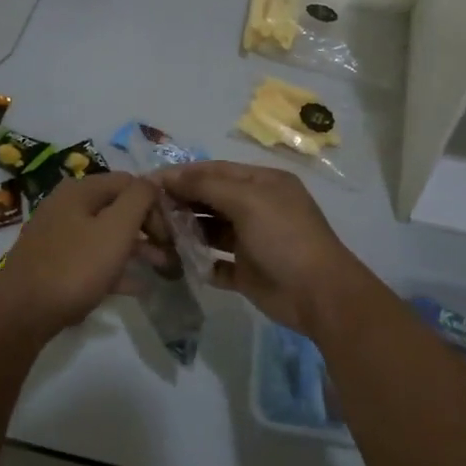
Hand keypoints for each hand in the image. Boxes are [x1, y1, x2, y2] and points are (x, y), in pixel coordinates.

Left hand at [0, 172, 159, 338]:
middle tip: (171, 252)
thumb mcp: (116, 228)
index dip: (155, 204)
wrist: (20, 314)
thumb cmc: (75, 267)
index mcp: (81, 190)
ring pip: (107, 235)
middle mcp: (67, 206)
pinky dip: (116, 268)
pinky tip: (138, 287)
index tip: (172, 232)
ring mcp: (58, 235)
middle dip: (148, 228)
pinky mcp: (54, 263)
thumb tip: (153, 180)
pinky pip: (93, 258)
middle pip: (118, 208)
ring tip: (163, 269)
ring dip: (136, 249)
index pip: (130, 183)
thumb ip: (139, 198)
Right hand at [151, 161, 373, 333]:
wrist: (318, 294)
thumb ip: (207, 186)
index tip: (147, 183)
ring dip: (187, 232)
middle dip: (181, 203)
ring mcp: (252, 241)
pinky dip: (200, 262)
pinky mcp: (247, 271)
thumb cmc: (284, 237)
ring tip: (158, 237)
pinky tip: (180, 262)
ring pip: (210, 231)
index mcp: (262, 183)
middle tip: (148, 212)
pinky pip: (216, 263)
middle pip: (211, 199)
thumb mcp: (248, 201)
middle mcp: (257, 208)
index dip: (182, 175)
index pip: (215, 171)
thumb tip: (171, 176)